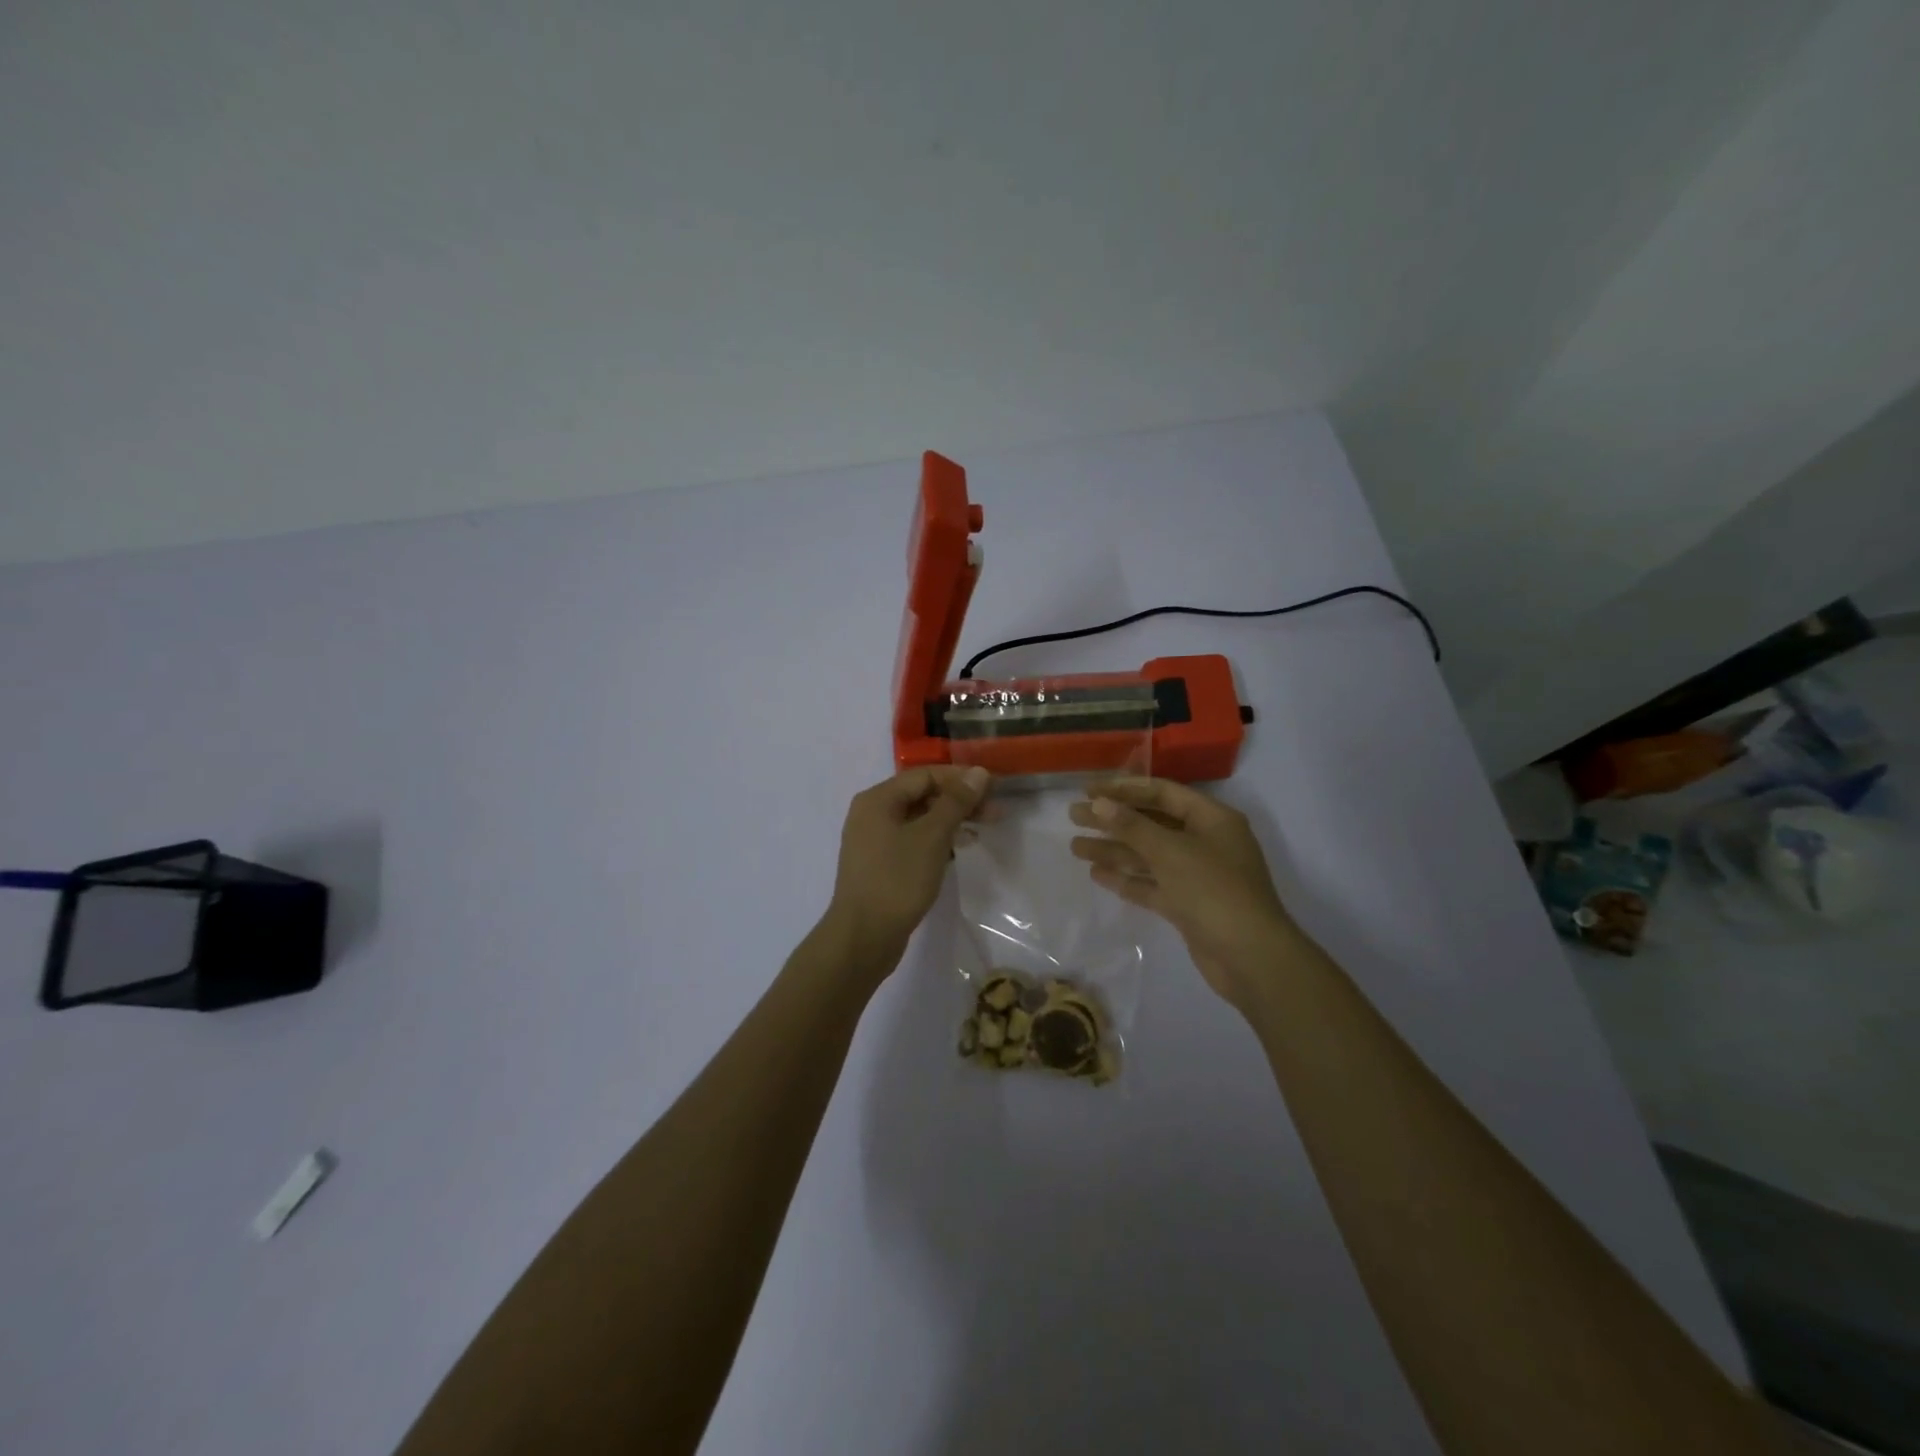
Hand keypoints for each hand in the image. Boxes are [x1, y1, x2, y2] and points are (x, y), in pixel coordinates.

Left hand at [823, 765, 991, 974]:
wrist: (863, 937)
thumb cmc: (897, 880)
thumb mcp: (931, 837)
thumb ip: (956, 802)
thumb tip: (978, 772)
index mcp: (878, 799)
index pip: (925, 775)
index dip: (961, 779)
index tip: (994, 790)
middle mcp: (871, 814)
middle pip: (921, 796)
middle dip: (959, 802)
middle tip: (995, 814)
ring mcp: (873, 841)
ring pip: (918, 820)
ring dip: (950, 822)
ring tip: (980, 832)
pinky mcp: (880, 865)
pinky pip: (911, 841)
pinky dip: (935, 841)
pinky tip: (956, 852)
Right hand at [1069, 776, 1300, 1012]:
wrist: (1250, 958)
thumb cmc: (1213, 891)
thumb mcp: (1170, 851)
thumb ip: (1131, 826)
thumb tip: (1099, 803)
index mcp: (1212, 819)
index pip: (1163, 793)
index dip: (1125, 789)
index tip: (1089, 791)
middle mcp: (1206, 842)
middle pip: (1152, 823)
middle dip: (1114, 820)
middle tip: (1074, 817)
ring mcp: (1198, 876)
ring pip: (1149, 856)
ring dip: (1114, 850)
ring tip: (1075, 848)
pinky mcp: (1189, 906)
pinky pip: (1153, 884)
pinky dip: (1128, 878)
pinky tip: (1097, 874)